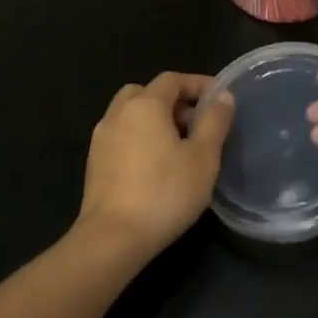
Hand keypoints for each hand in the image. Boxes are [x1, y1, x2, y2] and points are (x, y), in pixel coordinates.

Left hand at [79, 72, 235, 258]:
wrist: (113, 238)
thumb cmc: (165, 193)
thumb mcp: (203, 157)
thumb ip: (214, 121)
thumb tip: (222, 96)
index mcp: (144, 105)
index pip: (172, 80)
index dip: (198, 84)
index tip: (219, 99)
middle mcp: (118, 114)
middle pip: (146, 92)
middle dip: (173, 100)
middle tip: (196, 122)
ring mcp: (101, 138)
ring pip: (130, 114)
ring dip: (154, 119)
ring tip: (179, 145)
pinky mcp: (94, 163)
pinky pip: (121, 136)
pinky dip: (139, 137)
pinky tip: (156, 165)